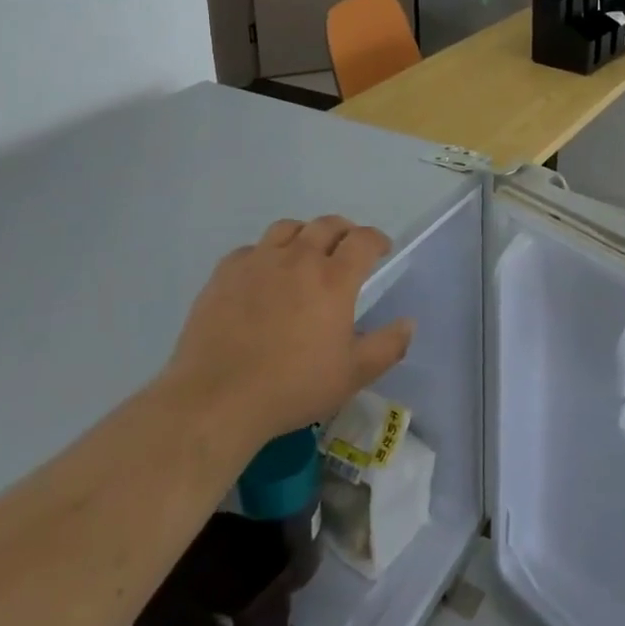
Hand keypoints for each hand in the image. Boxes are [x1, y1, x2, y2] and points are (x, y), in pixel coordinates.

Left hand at [163, 216, 413, 448]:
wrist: (216, 400)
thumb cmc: (292, 387)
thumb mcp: (352, 375)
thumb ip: (388, 346)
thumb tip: (408, 322)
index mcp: (334, 278)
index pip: (363, 239)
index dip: (377, 239)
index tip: (381, 251)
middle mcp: (299, 258)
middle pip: (327, 225)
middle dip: (344, 232)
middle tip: (346, 250)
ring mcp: (259, 262)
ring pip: (288, 228)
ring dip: (305, 235)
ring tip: (305, 254)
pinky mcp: (225, 273)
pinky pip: (251, 249)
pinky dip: (265, 255)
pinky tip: (262, 276)